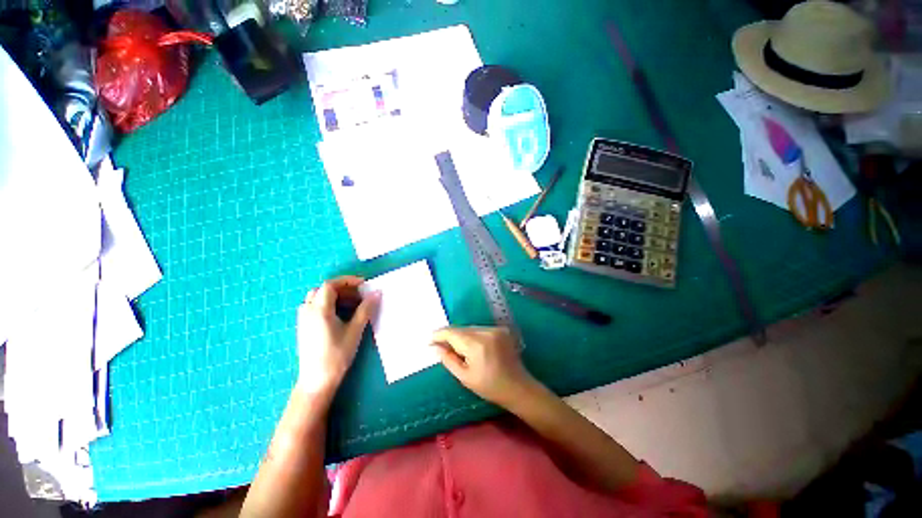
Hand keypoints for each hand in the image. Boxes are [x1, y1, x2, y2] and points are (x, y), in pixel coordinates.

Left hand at [296, 276, 378, 398]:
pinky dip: (328, 304)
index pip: (330, 285)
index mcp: (319, 310)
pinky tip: (340, 315)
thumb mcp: (355, 330)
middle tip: (359, 296)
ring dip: (335, 296)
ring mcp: (304, 319)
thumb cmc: (337, 354)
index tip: (363, 285)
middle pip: (323, 290)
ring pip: (318, 298)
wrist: (317, 380)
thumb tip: (377, 293)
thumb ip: (365, 309)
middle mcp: (308, 311)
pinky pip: (314, 307)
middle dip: (343, 289)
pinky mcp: (304, 327)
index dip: (347, 281)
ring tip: (352, 305)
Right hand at [431, 327, 538, 408]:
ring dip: (462, 336)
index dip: (439, 335)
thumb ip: (448, 359)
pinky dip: (473, 336)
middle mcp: (486, 331)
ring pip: (470, 328)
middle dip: (450, 337)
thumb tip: (434, 346)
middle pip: (461, 329)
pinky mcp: (501, 329)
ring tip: (460, 350)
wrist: (518, 387)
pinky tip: (475, 348)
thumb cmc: (489, 386)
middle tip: (443, 348)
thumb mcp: (464, 377)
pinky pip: (480, 329)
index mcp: (476, 344)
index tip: (430, 341)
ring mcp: (495, 329)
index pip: (451, 332)